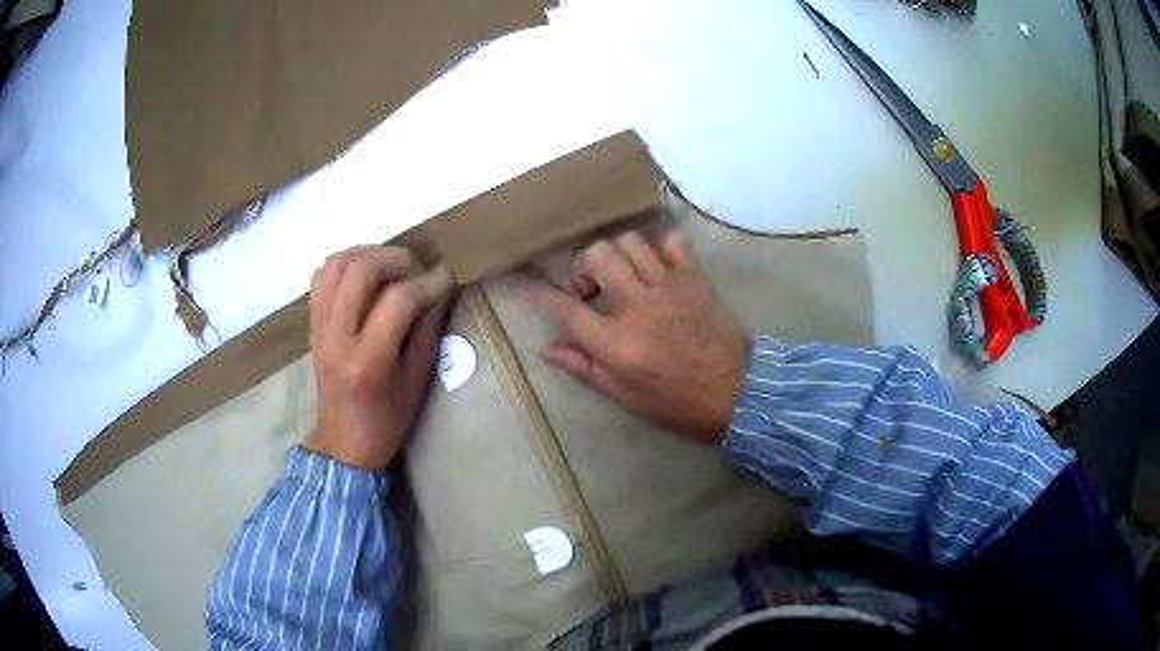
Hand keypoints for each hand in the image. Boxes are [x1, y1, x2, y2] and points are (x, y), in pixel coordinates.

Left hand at [306, 246, 452, 469]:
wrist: (344, 441)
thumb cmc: (388, 420)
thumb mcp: (417, 381)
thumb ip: (427, 330)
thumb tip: (440, 288)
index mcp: (368, 361)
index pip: (398, 300)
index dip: (428, 282)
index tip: (446, 277)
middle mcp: (336, 337)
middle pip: (360, 270)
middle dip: (395, 258)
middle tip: (416, 267)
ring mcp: (318, 327)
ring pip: (336, 265)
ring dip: (367, 254)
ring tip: (390, 265)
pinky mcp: (311, 323)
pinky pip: (321, 276)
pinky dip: (345, 264)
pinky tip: (364, 275)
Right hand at [523, 231, 749, 444]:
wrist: (736, 394)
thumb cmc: (676, 403)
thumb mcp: (625, 397)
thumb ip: (585, 368)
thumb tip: (548, 349)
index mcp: (617, 344)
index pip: (565, 309)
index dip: (538, 294)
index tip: (524, 283)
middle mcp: (638, 307)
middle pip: (597, 257)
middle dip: (583, 265)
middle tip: (590, 287)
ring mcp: (669, 288)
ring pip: (630, 242)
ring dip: (617, 253)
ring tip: (621, 273)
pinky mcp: (695, 279)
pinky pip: (672, 243)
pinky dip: (659, 246)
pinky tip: (656, 265)